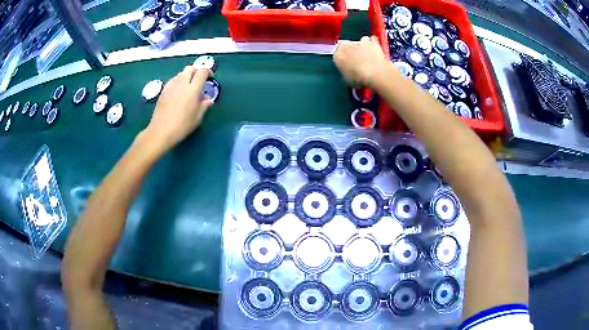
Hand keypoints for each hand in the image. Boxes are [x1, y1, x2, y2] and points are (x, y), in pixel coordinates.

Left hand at [143, 66, 213, 151]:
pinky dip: (178, 82)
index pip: (202, 72)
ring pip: (181, 73)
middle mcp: (182, 83)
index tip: (210, 77)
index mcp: (193, 89)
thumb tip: (208, 100)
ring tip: (188, 86)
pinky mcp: (163, 90)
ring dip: (187, 76)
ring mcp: (171, 86)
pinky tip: (179, 92)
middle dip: (196, 71)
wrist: (161, 131)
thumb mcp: (197, 118)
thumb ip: (204, 106)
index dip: (208, 72)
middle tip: (199, 79)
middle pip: (190, 68)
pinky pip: (173, 80)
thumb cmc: (182, 126)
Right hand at [333, 36, 388, 86]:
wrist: (374, 73)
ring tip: (368, 55)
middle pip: (347, 45)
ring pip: (359, 41)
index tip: (347, 65)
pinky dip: (374, 43)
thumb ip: (346, 72)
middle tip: (357, 60)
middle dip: (351, 51)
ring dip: (362, 45)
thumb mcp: (347, 79)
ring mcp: (359, 41)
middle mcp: (346, 45)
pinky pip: (372, 39)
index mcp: (337, 55)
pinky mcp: (373, 42)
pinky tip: (376, 50)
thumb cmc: (358, 78)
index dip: (342, 59)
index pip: (337, 54)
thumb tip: (349, 72)